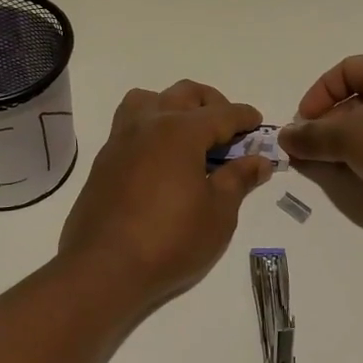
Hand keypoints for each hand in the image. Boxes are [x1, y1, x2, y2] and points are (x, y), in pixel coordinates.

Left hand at [58, 81, 273, 312]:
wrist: (103, 268)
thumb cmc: (170, 240)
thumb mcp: (218, 213)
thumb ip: (239, 179)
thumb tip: (259, 161)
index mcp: (180, 131)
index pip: (222, 113)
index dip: (244, 117)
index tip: (258, 122)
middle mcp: (149, 123)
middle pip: (184, 93)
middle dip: (211, 102)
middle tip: (228, 128)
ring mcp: (121, 139)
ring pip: (148, 99)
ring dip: (172, 105)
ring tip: (187, 133)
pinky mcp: (104, 160)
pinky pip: (129, 124)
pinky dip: (150, 126)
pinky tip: (160, 158)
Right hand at [279, 56, 362, 216]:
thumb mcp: (347, 138)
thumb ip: (312, 136)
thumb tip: (284, 136)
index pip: (344, 70)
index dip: (318, 94)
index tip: (302, 122)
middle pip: (357, 99)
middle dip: (329, 123)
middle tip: (310, 148)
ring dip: (346, 144)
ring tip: (328, 165)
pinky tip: (357, 177)